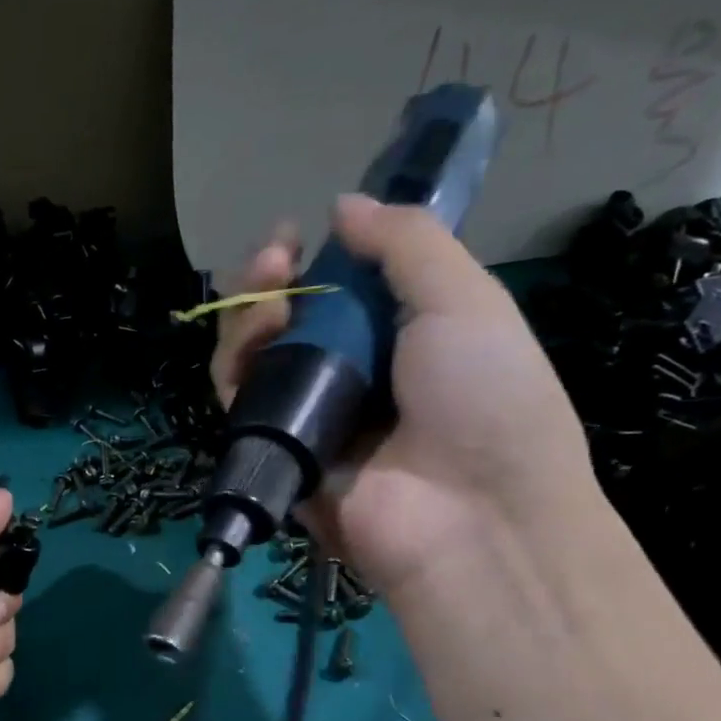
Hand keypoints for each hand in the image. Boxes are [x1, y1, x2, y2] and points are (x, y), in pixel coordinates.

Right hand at [211, 196, 596, 592]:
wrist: (469, 516)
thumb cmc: (486, 399)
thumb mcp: (464, 302)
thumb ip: (405, 244)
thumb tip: (343, 204)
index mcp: (399, 334)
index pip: (338, 286)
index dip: (313, 256)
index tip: (298, 233)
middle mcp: (349, 372)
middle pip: (286, 318)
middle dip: (270, 280)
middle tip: (274, 260)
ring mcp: (308, 414)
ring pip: (254, 357)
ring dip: (249, 319)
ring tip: (268, 306)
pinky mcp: (276, 452)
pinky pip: (240, 403)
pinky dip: (235, 369)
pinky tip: (254, 344)